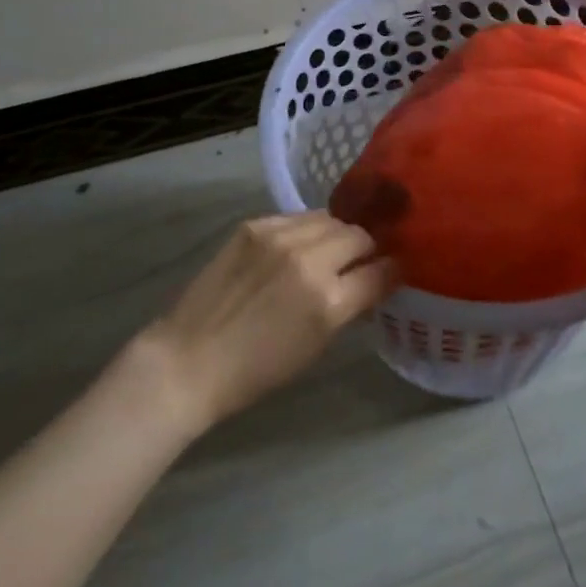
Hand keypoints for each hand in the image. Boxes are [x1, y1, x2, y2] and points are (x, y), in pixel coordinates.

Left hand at [138, 212, 396, 432]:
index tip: (395, 268)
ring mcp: (279, 236)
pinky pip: (296, 217)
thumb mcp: (316, 346)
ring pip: (329, 218)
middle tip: (362, 258)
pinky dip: (305, 229)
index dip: (392, 269)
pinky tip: (297, 245)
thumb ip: (348, 306)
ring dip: (337, 233)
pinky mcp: (255, 224)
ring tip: (330, 247)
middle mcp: (309, 260)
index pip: (380, 272)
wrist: (190, 359)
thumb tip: (372, 279)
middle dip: (367, 247)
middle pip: (359, 235)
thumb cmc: (257, 369)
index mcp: (328, 301)